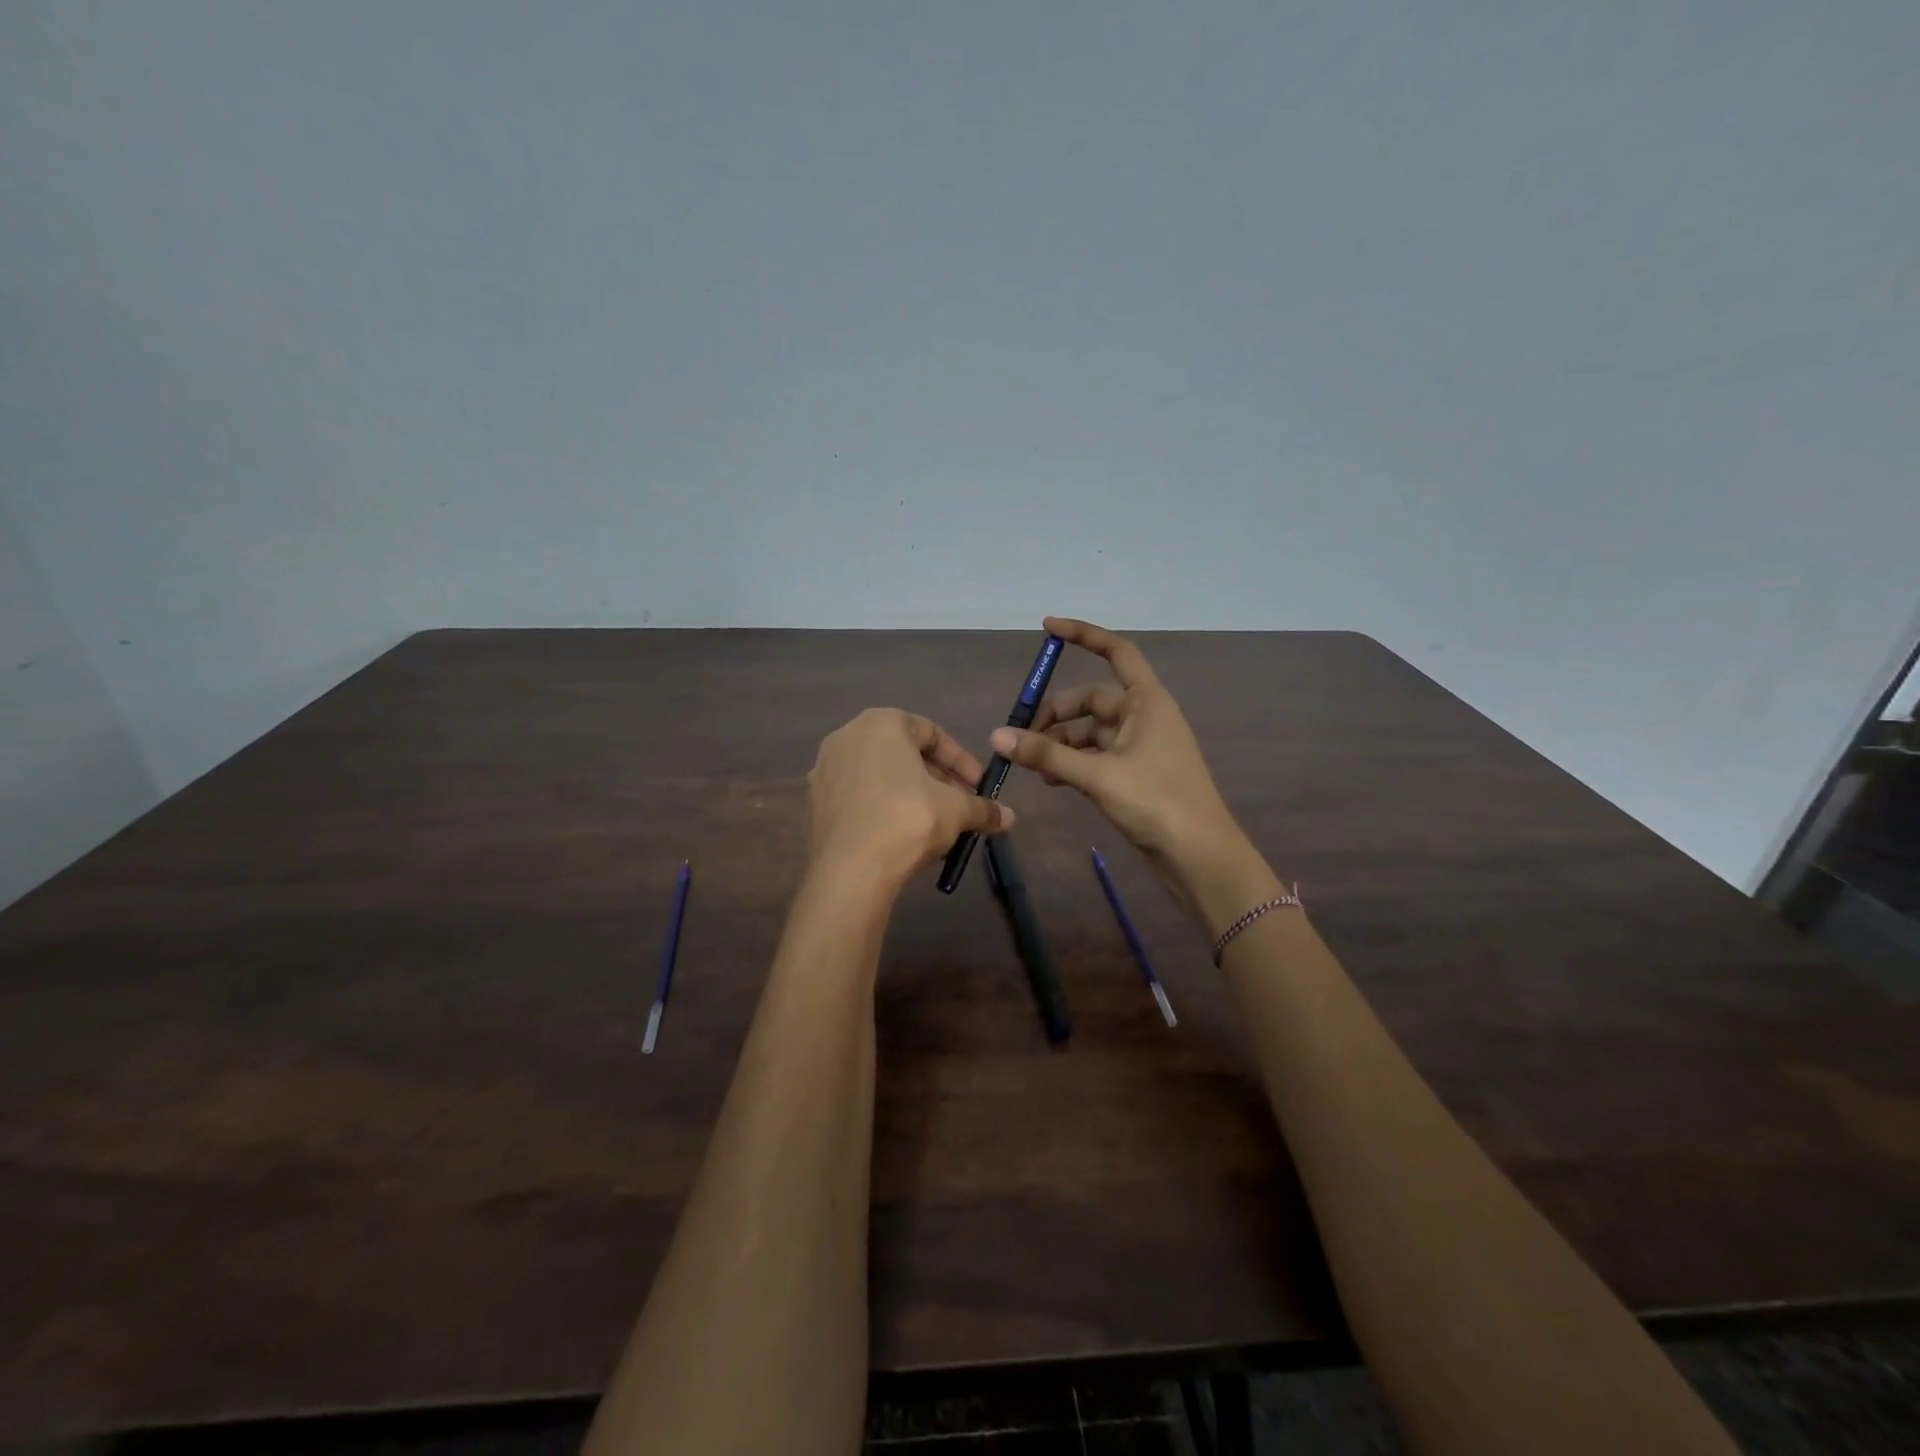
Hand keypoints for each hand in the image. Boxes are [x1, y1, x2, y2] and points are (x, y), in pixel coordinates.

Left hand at [807, 708, 1013, 890]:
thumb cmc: (908, 820)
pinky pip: (858, 799)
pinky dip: (882, 810)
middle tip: (959, 807)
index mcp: (881, 722)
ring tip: (935, 826)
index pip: (932, 732)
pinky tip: (902, 838)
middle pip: (903, 754)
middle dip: (936, 780)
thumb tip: (1008, 817)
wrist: (851, 871)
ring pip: (880, 777)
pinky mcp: (813, 804)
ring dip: (911, 796)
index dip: (961, 762)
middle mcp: (846, 737)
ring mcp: (824, 771)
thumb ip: (983, 808)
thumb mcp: (957, 811)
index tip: (978, 787)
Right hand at [989, 617, 1247, 919]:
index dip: (1083, 635)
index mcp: (1148, 701)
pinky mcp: (1137, 773)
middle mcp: (1145, 716)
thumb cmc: (1157, 802)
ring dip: (1061, 743)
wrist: (1200, 856)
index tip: (1047, 628)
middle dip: (1056, 714)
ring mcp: (1142, 746)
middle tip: (1021, 735)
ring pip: (1092, 731)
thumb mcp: (1097, 775)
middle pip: (1093, 699)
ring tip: (1032, 765)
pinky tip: (1051, 780)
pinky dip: (1073, 762)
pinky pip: (1097, 756)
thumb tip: (998, 736)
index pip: (1116, 651)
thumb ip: (1047, 754)